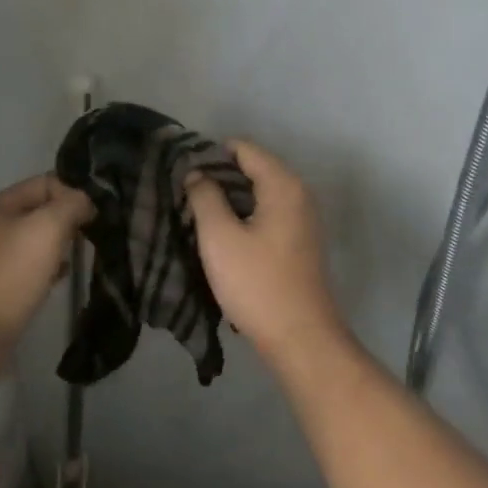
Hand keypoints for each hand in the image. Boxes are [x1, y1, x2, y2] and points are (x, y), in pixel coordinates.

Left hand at [0, 174, 92, 362]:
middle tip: (91, 235)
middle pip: (41, 209)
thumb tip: (86, 202)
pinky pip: (30, 265)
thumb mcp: (46, 228)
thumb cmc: (10, 275)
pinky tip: (61, 277)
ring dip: (60, 244)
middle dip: (68, 219)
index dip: (73, 193)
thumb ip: (71, 205)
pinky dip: (49, 267)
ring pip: (37, 238)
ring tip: (80, 256)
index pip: (46, 182)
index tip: (95, 216)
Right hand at [185, 141, 347, 372]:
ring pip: (261, 192)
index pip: (244, 148)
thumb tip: (197, 173)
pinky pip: (269, 212)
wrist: (302, 339)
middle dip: (220, 176)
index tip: (183, 171)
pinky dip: (246, 214)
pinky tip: (224, 233)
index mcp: (283, 184)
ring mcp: (304, 218)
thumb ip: (205, 196)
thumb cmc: (257, 284)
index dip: (211, 154)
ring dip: (231, 198)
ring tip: (198, 212)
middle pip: (254, 167)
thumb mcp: (219, 238)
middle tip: (186, 192)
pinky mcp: (301, 241)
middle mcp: (299, 193)